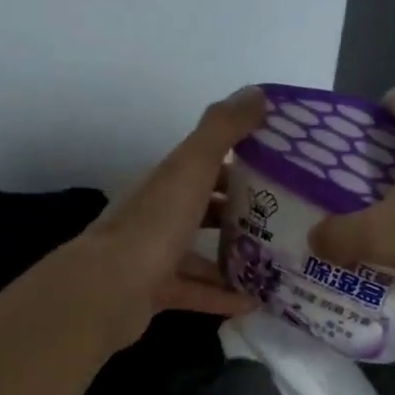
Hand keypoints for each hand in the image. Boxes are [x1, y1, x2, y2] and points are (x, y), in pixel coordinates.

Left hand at [75, 87, 267, 343]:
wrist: (108, 290)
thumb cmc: (154, 225)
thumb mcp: (191, 167)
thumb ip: (222, 130)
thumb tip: (258, 92)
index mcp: (166, 182)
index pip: (205, 165)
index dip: (240, 163)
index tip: (281, 170)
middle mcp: (159, 215)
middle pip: (204, 208)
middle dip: (242, 212)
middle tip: (286, 219)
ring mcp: (155, 256)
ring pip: (200, 252)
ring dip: (235, 256)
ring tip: (277, 262)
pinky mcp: (156, 292)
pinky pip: (197, 292)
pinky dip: (223, 295)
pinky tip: (255, 302)